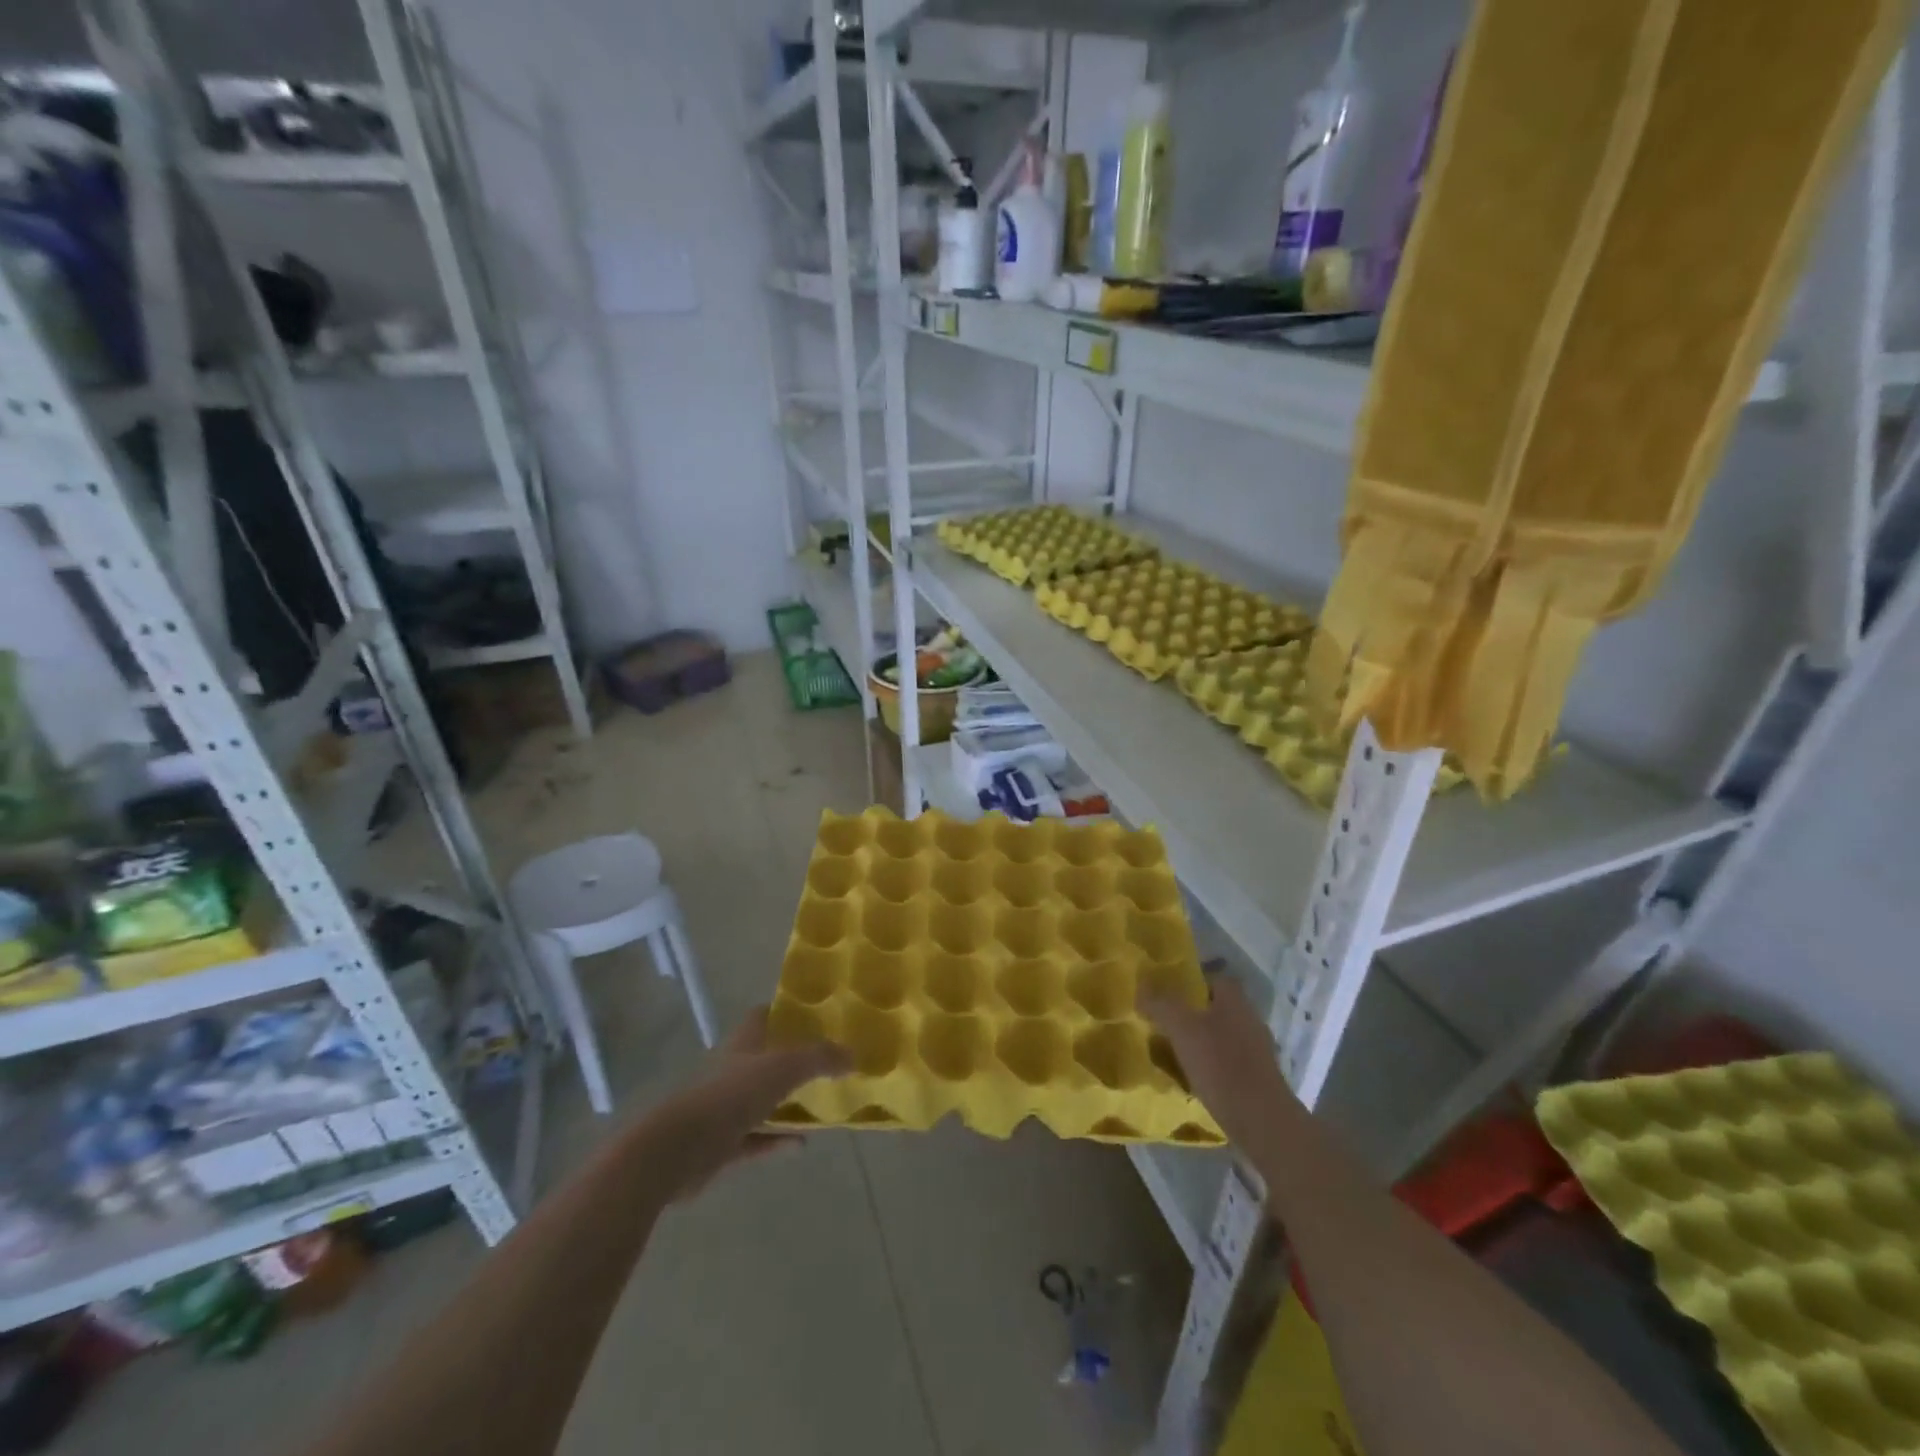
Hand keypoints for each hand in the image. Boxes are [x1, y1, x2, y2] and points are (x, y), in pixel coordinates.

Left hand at [639, 1007, 850, 1200]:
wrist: (680, 1149)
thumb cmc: (732, 1096)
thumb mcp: (784, 1068)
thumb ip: (820, 1058)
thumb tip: (852, 1055)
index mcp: (744, 1044)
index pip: (762, 1016)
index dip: (784, 1012)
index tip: (814, 1014)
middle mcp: (733, 1070)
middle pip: (764, 1058)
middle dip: (791, 1058)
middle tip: (826, 1061)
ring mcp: (726, 1108)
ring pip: (762, 1100)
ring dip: (787, 1102)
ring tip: (821, 1102)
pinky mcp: (722, 1145)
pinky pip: (758, 1139)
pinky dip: (778, 1139)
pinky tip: (801, 1143)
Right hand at [1142, 978, 1303, 1155]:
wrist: (1262, 1121)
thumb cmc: (1221, 1065)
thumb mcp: (1182, 1029)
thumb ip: (1161, 1003)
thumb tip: (1142, 983)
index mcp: (1235, 1001)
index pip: (1214, 978)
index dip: (1191, 981)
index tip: (1167, 992)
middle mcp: (1250, 1019)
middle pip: (1217, 1007)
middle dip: (1192, 1013)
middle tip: (1164, 1023)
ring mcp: (1257, 1051)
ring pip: (1222, 1036)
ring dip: (1201, 1042)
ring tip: (1172, 1053)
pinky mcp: (1258, 1079)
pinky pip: (1228, 1062)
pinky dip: (1211, 1066)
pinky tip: (1193, 1079)